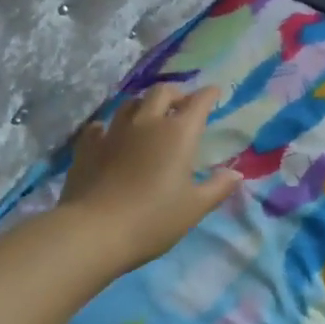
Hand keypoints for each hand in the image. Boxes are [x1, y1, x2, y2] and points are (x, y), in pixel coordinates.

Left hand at [60, 82, 243, 271]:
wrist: (94, 231)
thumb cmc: (153, 220)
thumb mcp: (194, 208)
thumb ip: (217, 188)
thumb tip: (236, 174)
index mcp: (178, 133)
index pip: (198, 102)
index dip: (208, 94)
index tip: (214, 92)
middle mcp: (147, 123)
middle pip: (162, 92)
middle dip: (176, 93)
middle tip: (182, 104)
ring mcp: (114, 131)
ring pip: (130, 103)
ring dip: (143, 105)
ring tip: (148, 116)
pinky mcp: (88, 146)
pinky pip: (99, 126)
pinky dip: (109, 127)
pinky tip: (109, 135)